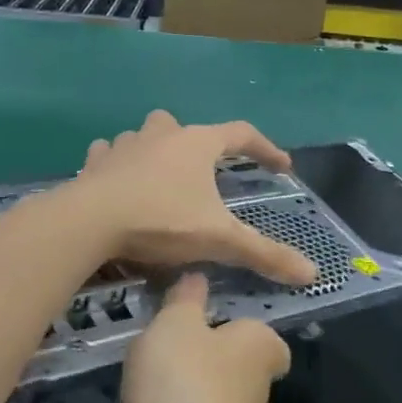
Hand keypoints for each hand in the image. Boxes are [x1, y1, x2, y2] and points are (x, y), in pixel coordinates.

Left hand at [74, 111, 317, 285]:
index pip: (242, 135)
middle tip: (207, 171)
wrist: (89, 222)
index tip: (282, 167)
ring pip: (145, 136)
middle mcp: (162, 135)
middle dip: (200, 144)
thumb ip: (265, 254)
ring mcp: (124, 145)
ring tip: (161, 178)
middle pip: (187, 127)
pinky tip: (118, 181)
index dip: (265, 149)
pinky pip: (109, 154)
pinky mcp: (94, 163)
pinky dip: (117, 164)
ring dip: (156, 150)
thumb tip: (312, 274)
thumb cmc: (161, 221)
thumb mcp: (219, 240)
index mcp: (197, 144)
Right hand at [103, 273, 290, 402]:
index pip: (268, 339)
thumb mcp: (176, 322)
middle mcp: (252, 385)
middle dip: (205, 353)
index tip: (214, 320)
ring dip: (177, 382)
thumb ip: (184, 299)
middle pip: (233, 364)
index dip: (244, 330)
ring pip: (203, 392)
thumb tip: (198, 278)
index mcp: (261, 348)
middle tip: (165, 332)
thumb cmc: (183, 377)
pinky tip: (130, 398)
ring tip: (139, 360)